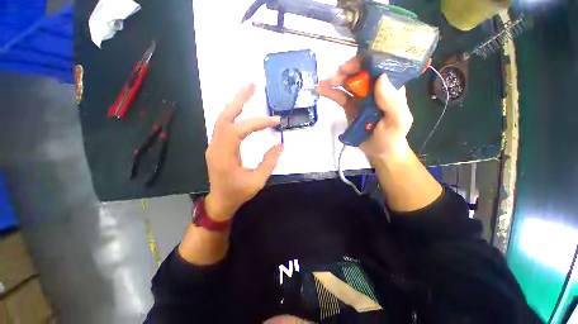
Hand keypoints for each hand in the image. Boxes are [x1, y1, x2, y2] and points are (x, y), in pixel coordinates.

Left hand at [205, 83, 282, 221]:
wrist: (220, 201)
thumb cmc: (238, 193)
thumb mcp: (257, 181)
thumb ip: (269, 162)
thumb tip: (280, 144)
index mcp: (225, 157)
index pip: (239, 131)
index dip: (257, 123)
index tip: (275, 121)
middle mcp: (216, 147)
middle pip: (224, 116)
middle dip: (238, 99)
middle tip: (252, 85)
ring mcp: (214, 145)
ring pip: (222, 118)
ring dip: (234, 103)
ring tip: (248, 90)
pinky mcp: (217, 145)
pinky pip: (224, 125)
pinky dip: (233, 113)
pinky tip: (241, 107)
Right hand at [317, 57, 413, 160]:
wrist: (379, 151)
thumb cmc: (391, 136)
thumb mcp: (398, 121)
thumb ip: (392, 102)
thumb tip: (380, 78)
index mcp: (390, 87)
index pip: (379, 66)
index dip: (366, 61)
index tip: (354, 65)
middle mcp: (375, 88)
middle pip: (360, 72)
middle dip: (347, 70)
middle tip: (335, 76)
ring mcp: (360, 97)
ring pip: (347, 82)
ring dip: (335, 80)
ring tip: (323, 83)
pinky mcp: (349, 106)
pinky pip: (339, 96)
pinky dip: (330, 92)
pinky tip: (320, 90)